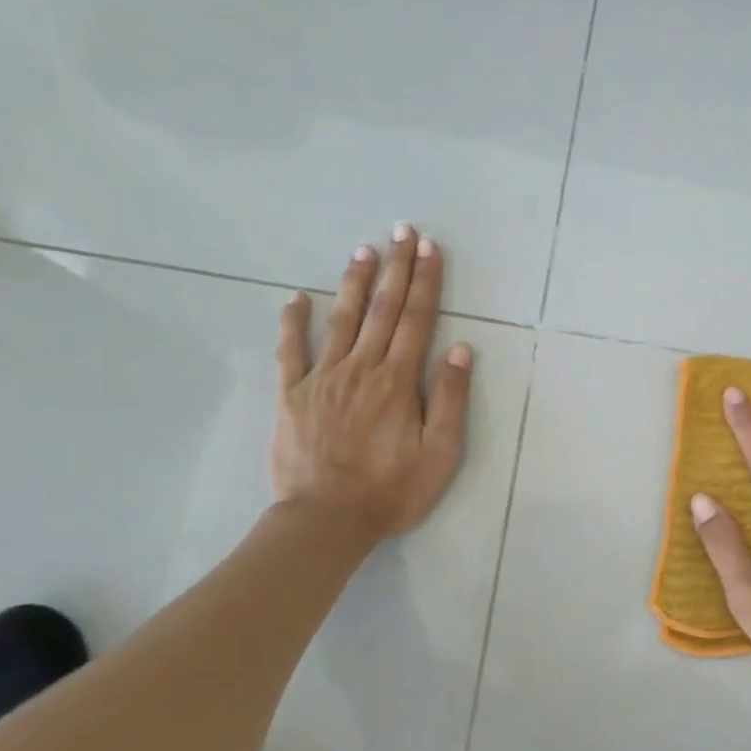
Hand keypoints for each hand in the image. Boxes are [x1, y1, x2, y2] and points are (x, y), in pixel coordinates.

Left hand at [269, 226, 471, 550]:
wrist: (326, 520)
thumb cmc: (392, 490)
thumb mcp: (440, 452)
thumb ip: (448, 399)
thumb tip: (459, 350)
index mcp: (398, 381)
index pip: (417, 320)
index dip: (426, 282)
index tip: (430, 249)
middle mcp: (362, 368)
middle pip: (383, 310)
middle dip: (396, 268)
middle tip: (402, 231)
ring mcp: (323, 379)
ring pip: (342, 320)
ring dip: (355, 283)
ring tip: (363, 250)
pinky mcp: (293, 395)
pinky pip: (291, 352)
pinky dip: (293, 323)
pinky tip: (296, 298)